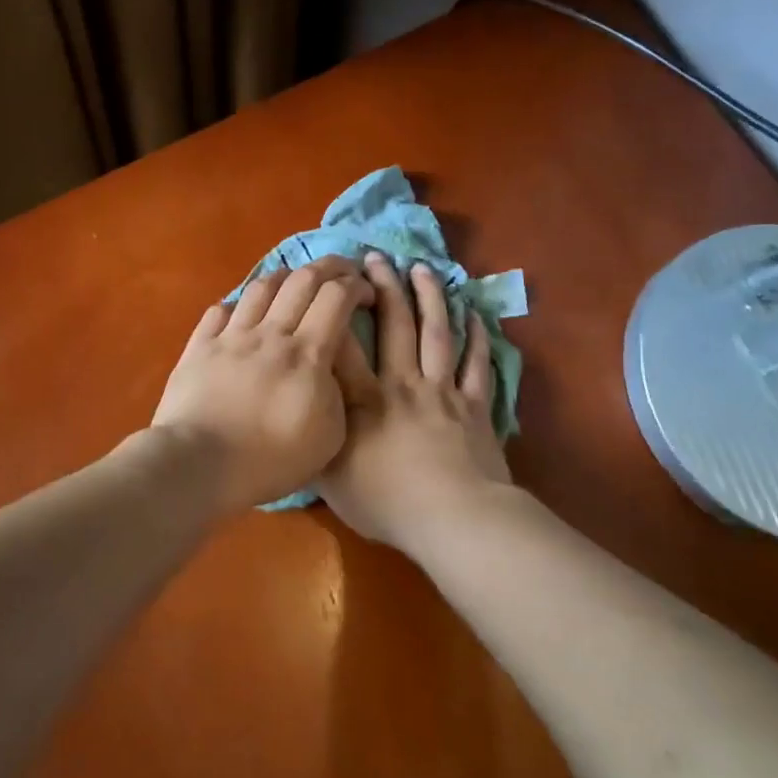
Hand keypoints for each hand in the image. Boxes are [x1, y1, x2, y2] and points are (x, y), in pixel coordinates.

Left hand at [149, 257, 374, 513]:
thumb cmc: (270, 460)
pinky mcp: (199, 347)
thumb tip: (330, 365)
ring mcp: (231, 336)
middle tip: (342, 272)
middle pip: (302, 279)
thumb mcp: (329, 436)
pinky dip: (239, 305)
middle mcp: (270, 333)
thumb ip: (338, 391)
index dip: (357, 285)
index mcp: (307, 354)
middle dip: (329, 267)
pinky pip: (221, 310)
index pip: (336, 297)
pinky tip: (245, 314)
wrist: (199, 464)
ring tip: (294, 285)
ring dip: (285, 278)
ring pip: (261, 286)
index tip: (367, 293)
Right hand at [320, 253, 510, 548]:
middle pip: (394, 325)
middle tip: (375, 258)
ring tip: (421, 268)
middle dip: (384, 287)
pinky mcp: (474, 406)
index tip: (327, 282)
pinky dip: (476, 336)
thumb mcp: (332, 482)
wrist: (454, 520)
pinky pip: (476, 363)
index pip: (343, 345)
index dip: (334, 310)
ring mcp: (442, 391)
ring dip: (429, 297)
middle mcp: (402, 384)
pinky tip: (473, 313)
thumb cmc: (387, 504)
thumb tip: (300, 419)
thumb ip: (315, 444)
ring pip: (436, 333)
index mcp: (363, 400)